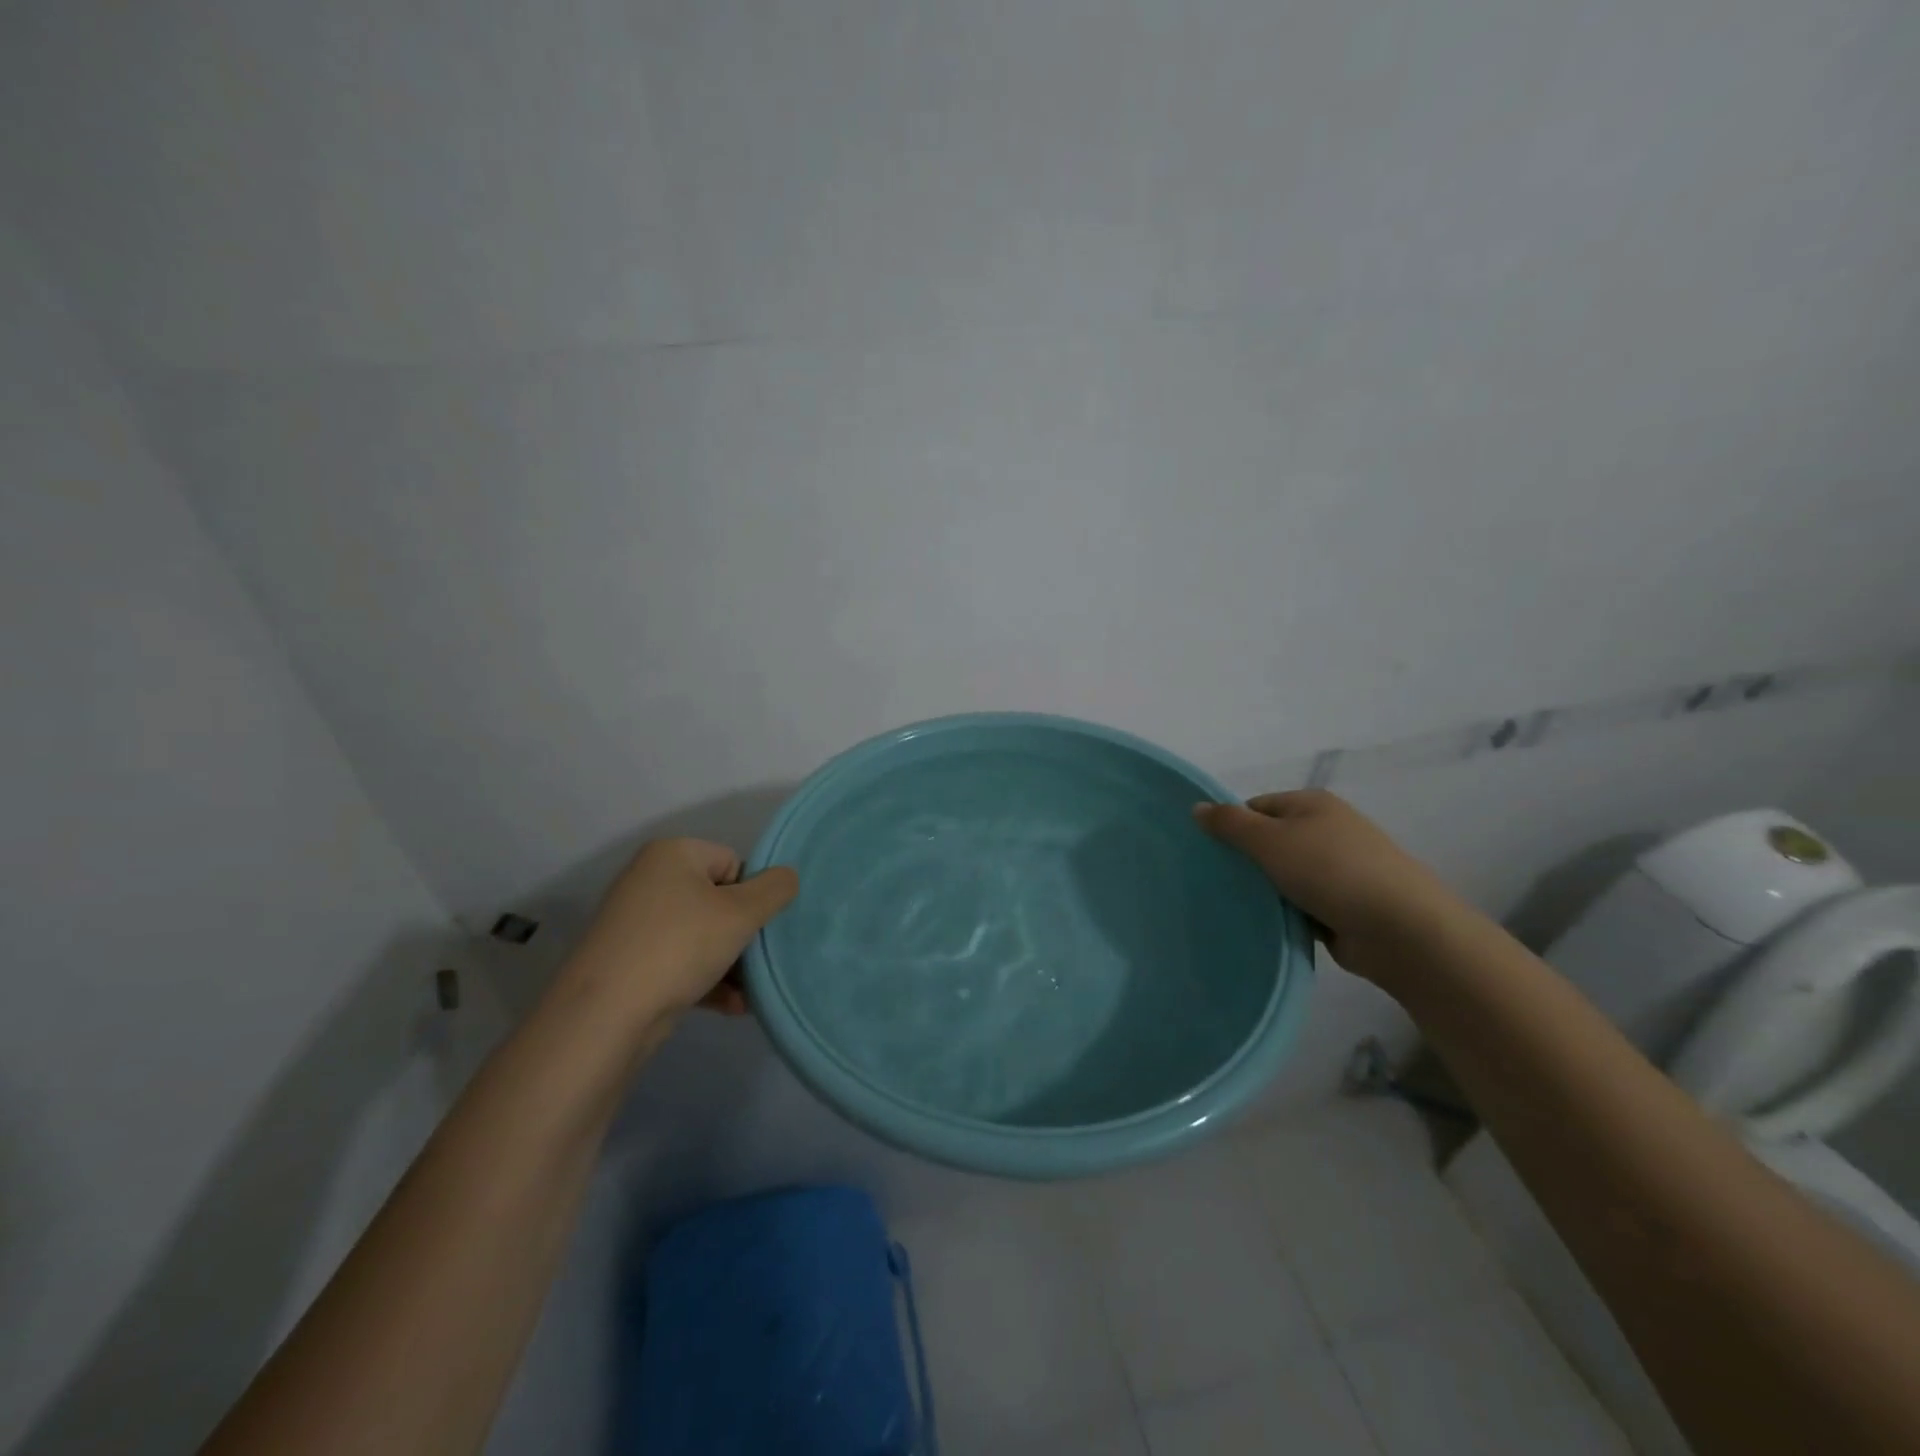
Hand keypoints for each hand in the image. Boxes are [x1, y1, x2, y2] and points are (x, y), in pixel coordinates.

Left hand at [559, 838, 798, 1030]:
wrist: (604, 1016)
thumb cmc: (679, 947)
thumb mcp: (742, 913)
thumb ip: (776, 889)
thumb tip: (787, 877)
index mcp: (671, 854)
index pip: (733, 862)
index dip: (752, 895)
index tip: (756, 927)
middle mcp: (649, 880)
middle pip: (718, 900)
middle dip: (742, 934)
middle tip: (757, 961)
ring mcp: (635, 924)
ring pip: (701, 936)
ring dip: (730, 963)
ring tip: (749, 993)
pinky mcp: (628, 963)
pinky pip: (680, 962)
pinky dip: (706, 981)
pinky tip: (732, 1007)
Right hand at [1193, 790, 1464, 973]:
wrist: (1400, 929)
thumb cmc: (1330, 871)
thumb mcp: (1270, 840)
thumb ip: (1230, 824)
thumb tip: (1197, 807)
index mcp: (1312, 804)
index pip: (1256, 807)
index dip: (1232, 826)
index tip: (1210, 853)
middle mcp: (1327, 831)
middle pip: (1270, 841)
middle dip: (1246, 862)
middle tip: (1214, 881)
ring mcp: (1339, 870)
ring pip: (1284, 876)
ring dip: (1266, 892)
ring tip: (1233, 906)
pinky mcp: (1345, 905)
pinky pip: (1301, 904)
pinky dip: (1286, 913)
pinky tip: (1264, 926)